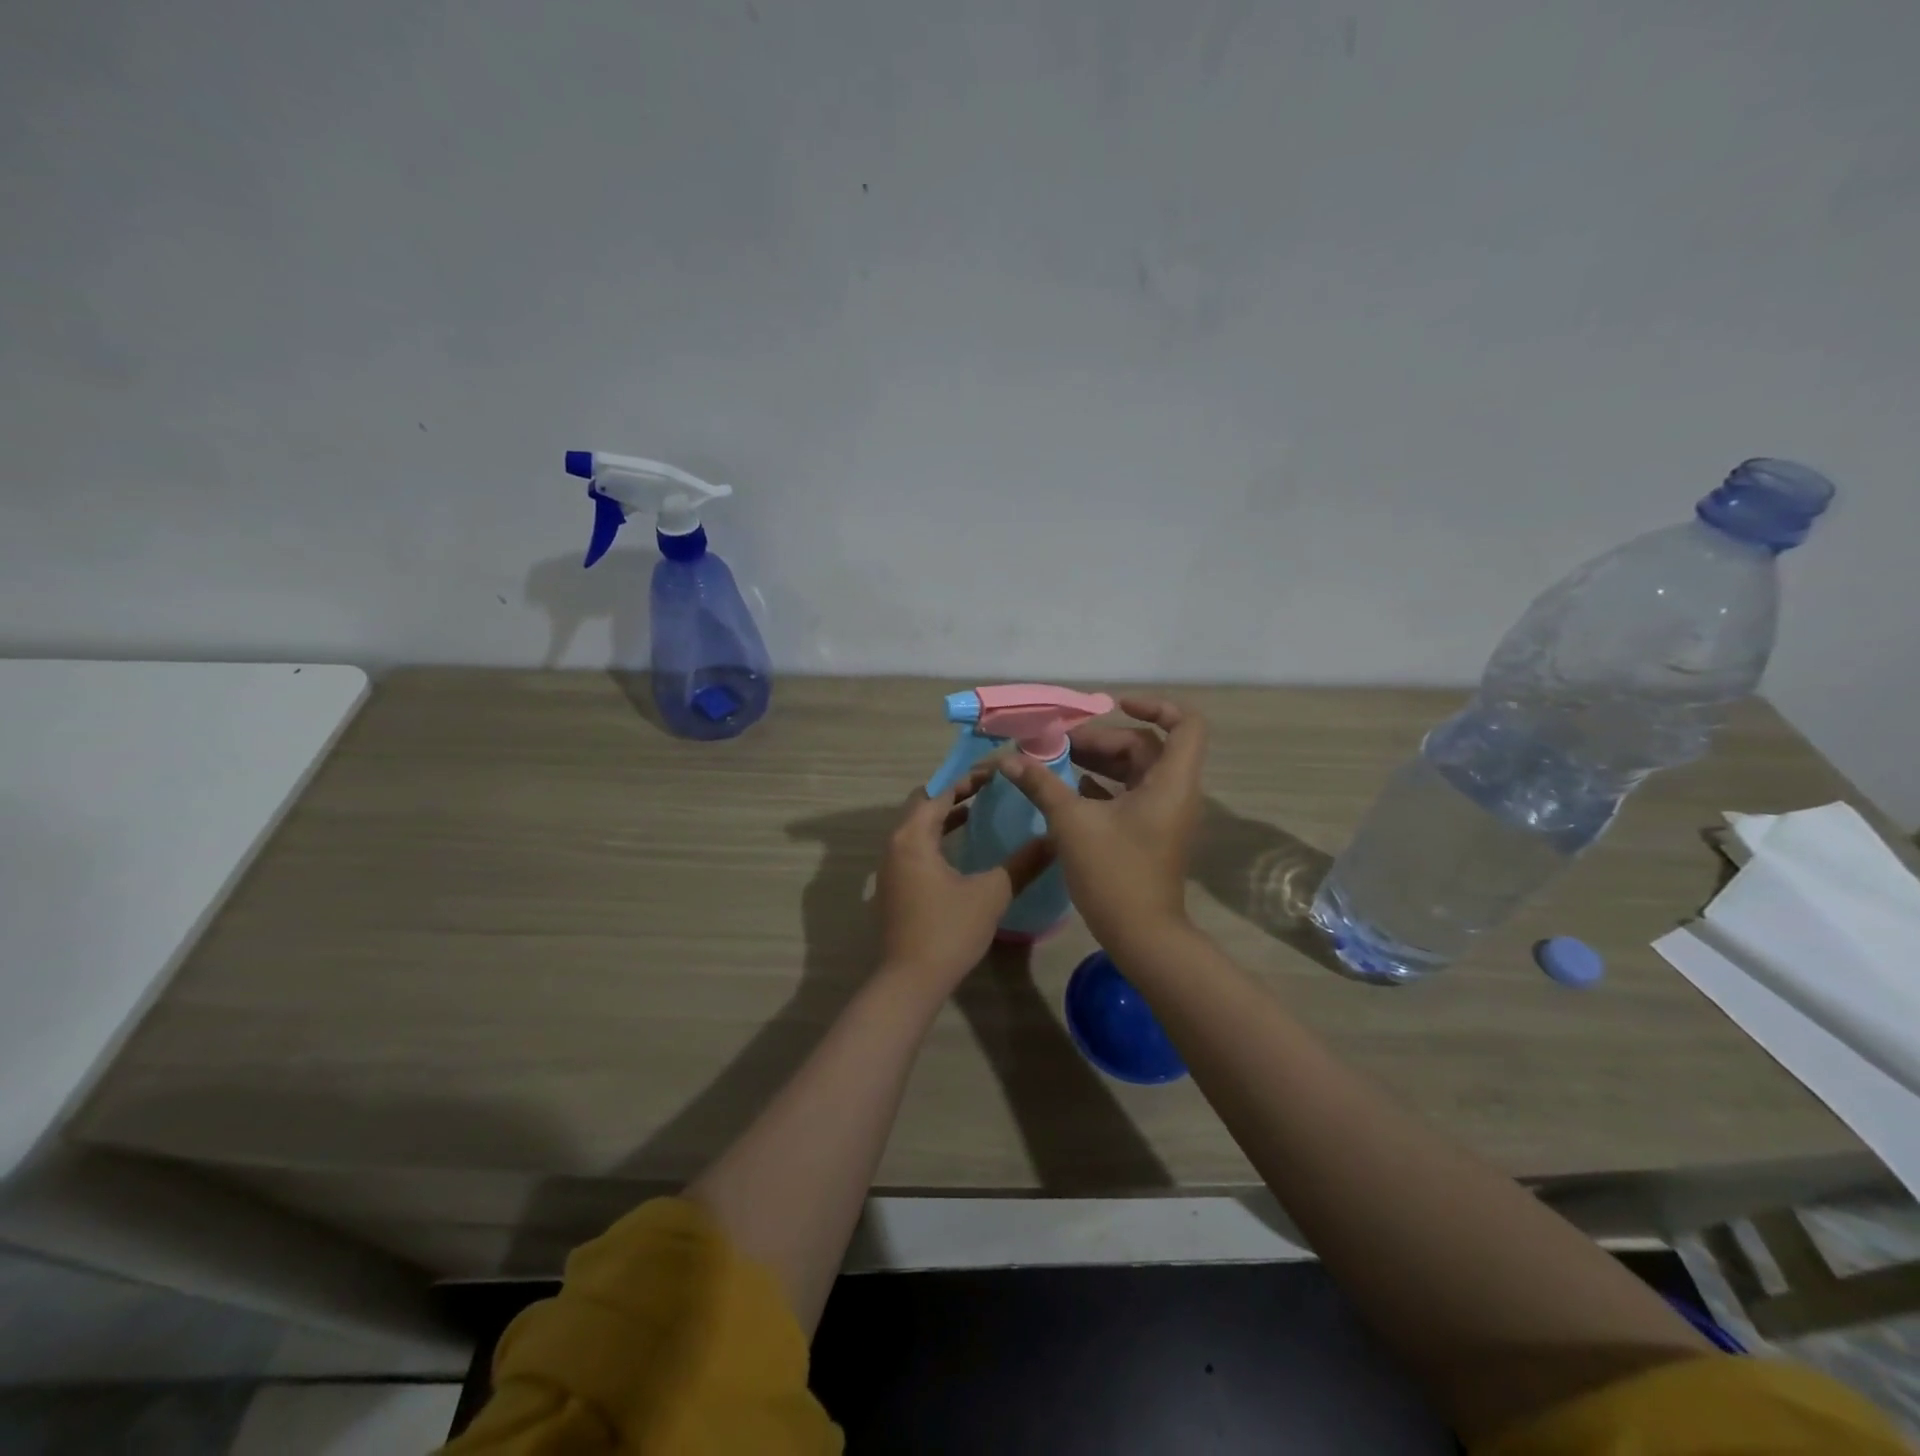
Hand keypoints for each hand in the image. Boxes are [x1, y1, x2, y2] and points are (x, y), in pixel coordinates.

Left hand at [875, 769, 1054, 994]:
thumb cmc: (948, 931)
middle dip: (954, 793)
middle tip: (989, 789)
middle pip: (923, 804)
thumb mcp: (991, 894)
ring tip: (981, 811)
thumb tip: (1054, 839)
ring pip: (917, 827)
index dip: (967, 779)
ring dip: (945, 816)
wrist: (909, 982)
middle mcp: (895, 845)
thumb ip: (1022, 864)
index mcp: (912, 837)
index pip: (939, 793)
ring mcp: (891, 867)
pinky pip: (915, 847)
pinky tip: (964, 849)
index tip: (997, 773)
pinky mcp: (895, 886)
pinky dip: (937, 838)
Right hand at [997, 697, 1207, 956]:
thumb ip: (1041, 784)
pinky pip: (1132, 794)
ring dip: (1101, 762)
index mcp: (1170, 781)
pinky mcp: (1152, 833)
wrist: (1141, 936)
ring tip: (1058, 760)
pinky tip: (1070, 787)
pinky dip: (1105, 785)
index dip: (1155, 706)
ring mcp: (1165, 814)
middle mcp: (1175, 791)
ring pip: (1137, 771)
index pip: (1186, 724)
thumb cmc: (1113, 873)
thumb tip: (1009, 759)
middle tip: (1060, 744)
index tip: (1115, 705)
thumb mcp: (1071, 823)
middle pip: (1147, 746)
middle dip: (1104, 739)